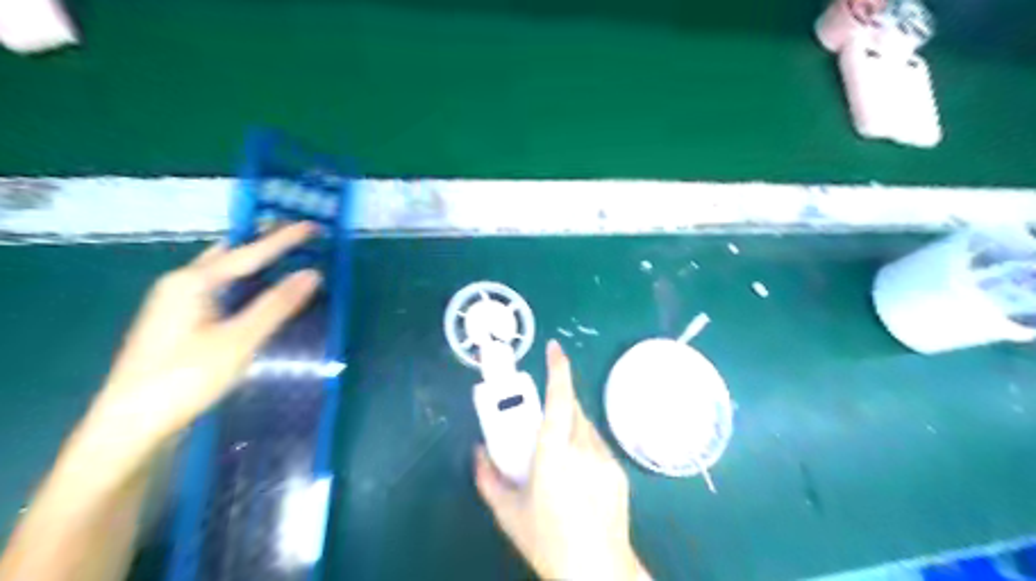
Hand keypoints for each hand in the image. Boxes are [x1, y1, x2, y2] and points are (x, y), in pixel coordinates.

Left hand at [80, 222, 319, 471]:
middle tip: (297, 235)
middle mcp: (182, 284)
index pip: (249, 252)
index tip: (314, 225)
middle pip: (230, 253)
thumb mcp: (239, 340)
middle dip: (263, 241)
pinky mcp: (181, 322)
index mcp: (193, 281)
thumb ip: (277, 305)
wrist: (131, 425)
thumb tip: (313, 274)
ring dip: (254, 262)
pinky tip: (258, 293)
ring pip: (223, 272)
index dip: (285, 239)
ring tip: (285, 257)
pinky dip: (245, 283)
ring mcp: (177, 303)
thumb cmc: (185, 378)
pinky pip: (220, 289)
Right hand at [475, 342, 649, 580]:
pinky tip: (578, 475)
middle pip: (572, 407)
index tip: (554, 348)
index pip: (558, 399)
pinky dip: (584, 445)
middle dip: (558, 401)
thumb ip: (487, 477)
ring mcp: (604, 458)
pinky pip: (597, 445)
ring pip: (586, 426)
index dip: (557, 369)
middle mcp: (582, 447)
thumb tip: (478, 451)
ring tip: (558, 453)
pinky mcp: (618, 470)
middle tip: (542, 419)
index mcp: (553, 453)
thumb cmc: (547, 541)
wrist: (597, 571)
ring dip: (570, 425)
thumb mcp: (508, 512)